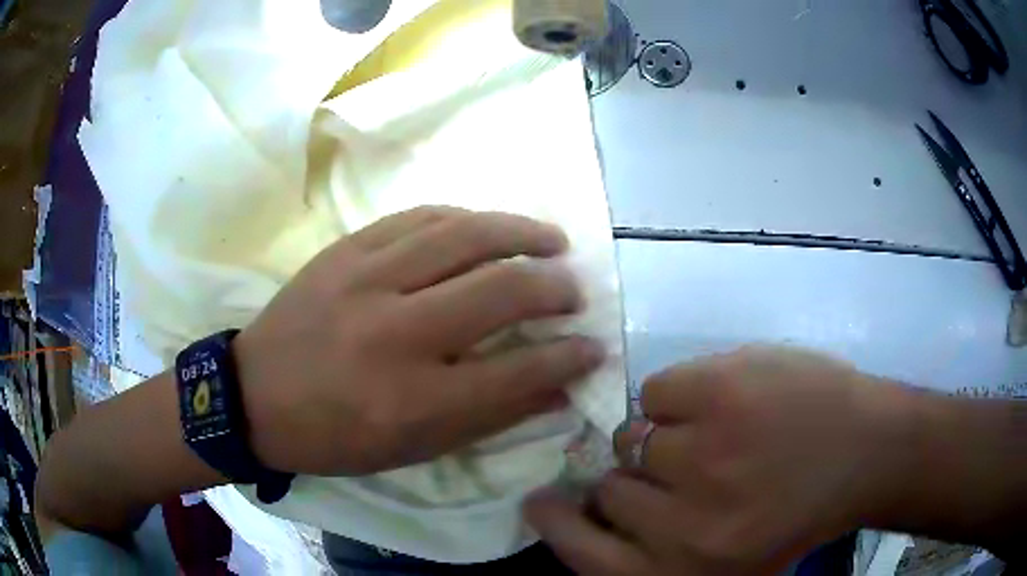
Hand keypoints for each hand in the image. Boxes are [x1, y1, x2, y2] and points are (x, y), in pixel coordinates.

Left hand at [234, 207, 604, 475]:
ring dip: (521, 232)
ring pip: (465, 235)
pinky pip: (419, 217)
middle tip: (576, 290)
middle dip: (555, 288)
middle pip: (501, 290)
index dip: (570, 356)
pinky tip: (487, 226)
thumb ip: (489, 417)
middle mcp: (397, 333)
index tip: (594, 347)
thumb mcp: (413, 449)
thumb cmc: (335, 437)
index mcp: (414, 400)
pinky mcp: (346, 249)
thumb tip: (557, 388)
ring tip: (552, 240)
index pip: (519, 371)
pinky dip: (466, 218)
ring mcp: (367, 279)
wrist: (255, 396)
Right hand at [526, 346, 913, 574]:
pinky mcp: (720, 391)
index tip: (541, 503)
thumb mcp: (730, 563)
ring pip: (632, 439)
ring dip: (662, 438)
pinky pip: (657, 391)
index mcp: (687, 571)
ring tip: (713, 436)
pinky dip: (680, 397)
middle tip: (676, 470)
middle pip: (610, 490)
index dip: (557, 525)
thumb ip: (661, 551)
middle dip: (634, 479)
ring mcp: (704, 454)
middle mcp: (686, 525)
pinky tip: (723, 403)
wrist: (870, 451)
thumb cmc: (802, 512)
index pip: (585, 554)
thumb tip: (597, 513)